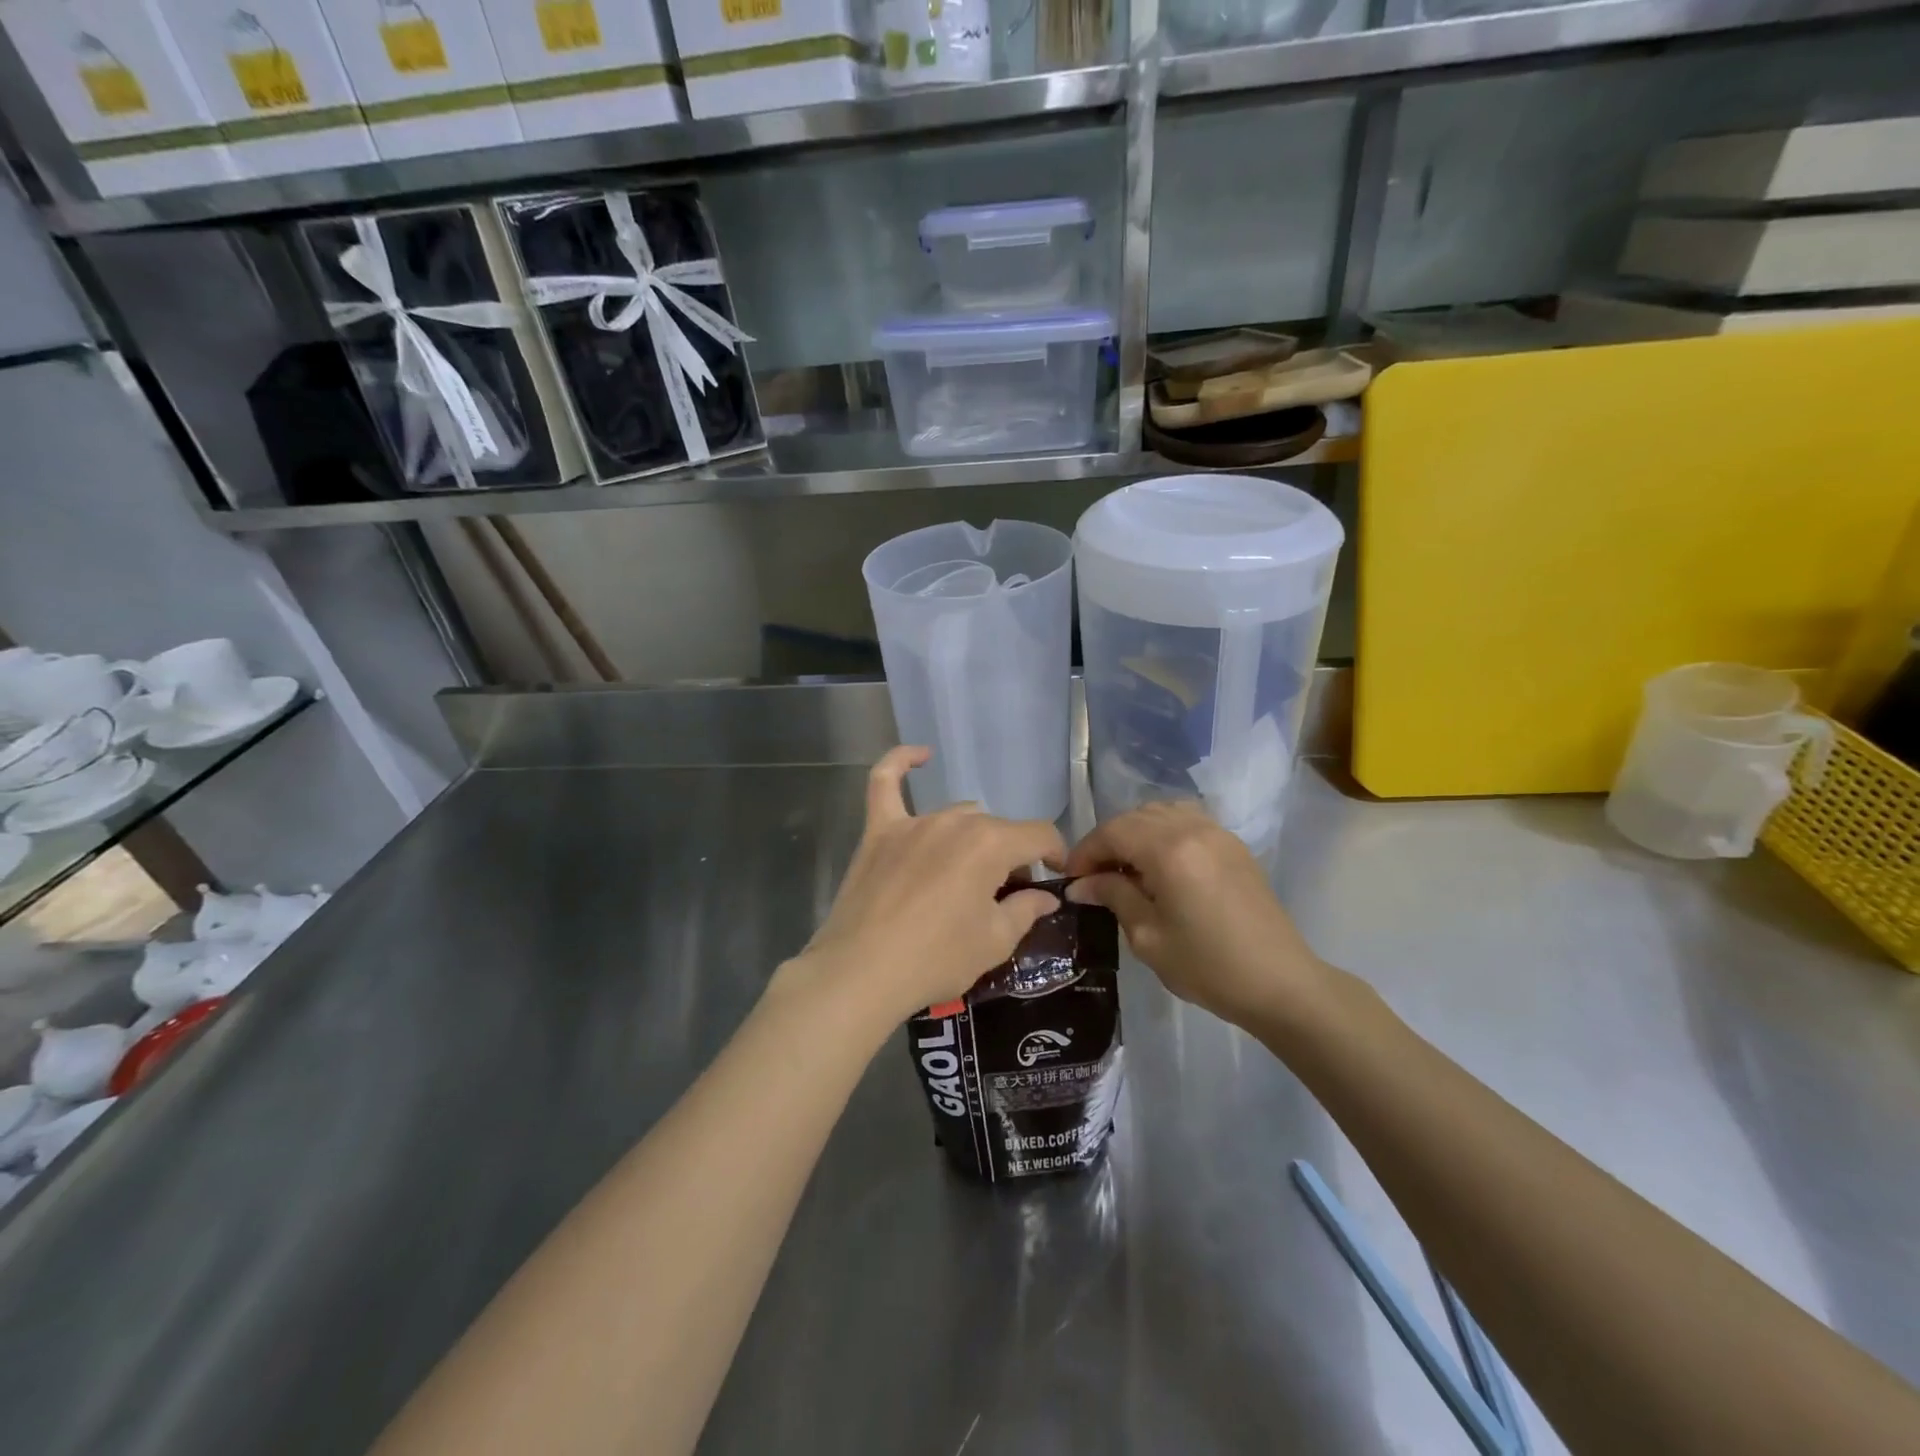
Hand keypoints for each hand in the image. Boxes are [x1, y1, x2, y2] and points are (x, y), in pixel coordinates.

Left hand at [786, 746, 1066, 1026]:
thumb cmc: (936, 959)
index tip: (1055, 877)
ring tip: (969, 874)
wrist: (862, 973)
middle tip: (1006, 896)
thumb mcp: (994, 942)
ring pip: (958, 815)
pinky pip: (885, 783)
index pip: (1038, 834)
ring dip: (973, 838)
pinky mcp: (879, 831)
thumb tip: (1047, 896)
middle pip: (997, 829)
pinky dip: (901, 763)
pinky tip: (920, 755)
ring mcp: (913, 823)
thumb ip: (1026, 909)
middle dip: (1011, 857)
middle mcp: (954, 821)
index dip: (1055, 855)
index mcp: (990, 844)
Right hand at [1064, 800, 1328, 1031]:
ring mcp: (1218, 833)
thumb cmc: (1208, 966)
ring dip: (1135, 833)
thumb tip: (1081, 884)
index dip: (1085, 851)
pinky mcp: (1233, 845)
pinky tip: (1158, 865)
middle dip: (1108, 841)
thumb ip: (1113, 897)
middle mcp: (1193, 828)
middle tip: (1093, 876)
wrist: (1281, 984)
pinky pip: (1187, 821)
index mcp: (1169, 849)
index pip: (1113, 832)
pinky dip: (1163, 833)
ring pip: (1161, 813)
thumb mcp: (1148, 936)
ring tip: (1125, 868)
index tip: (1071, 879)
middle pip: (1135, 817)